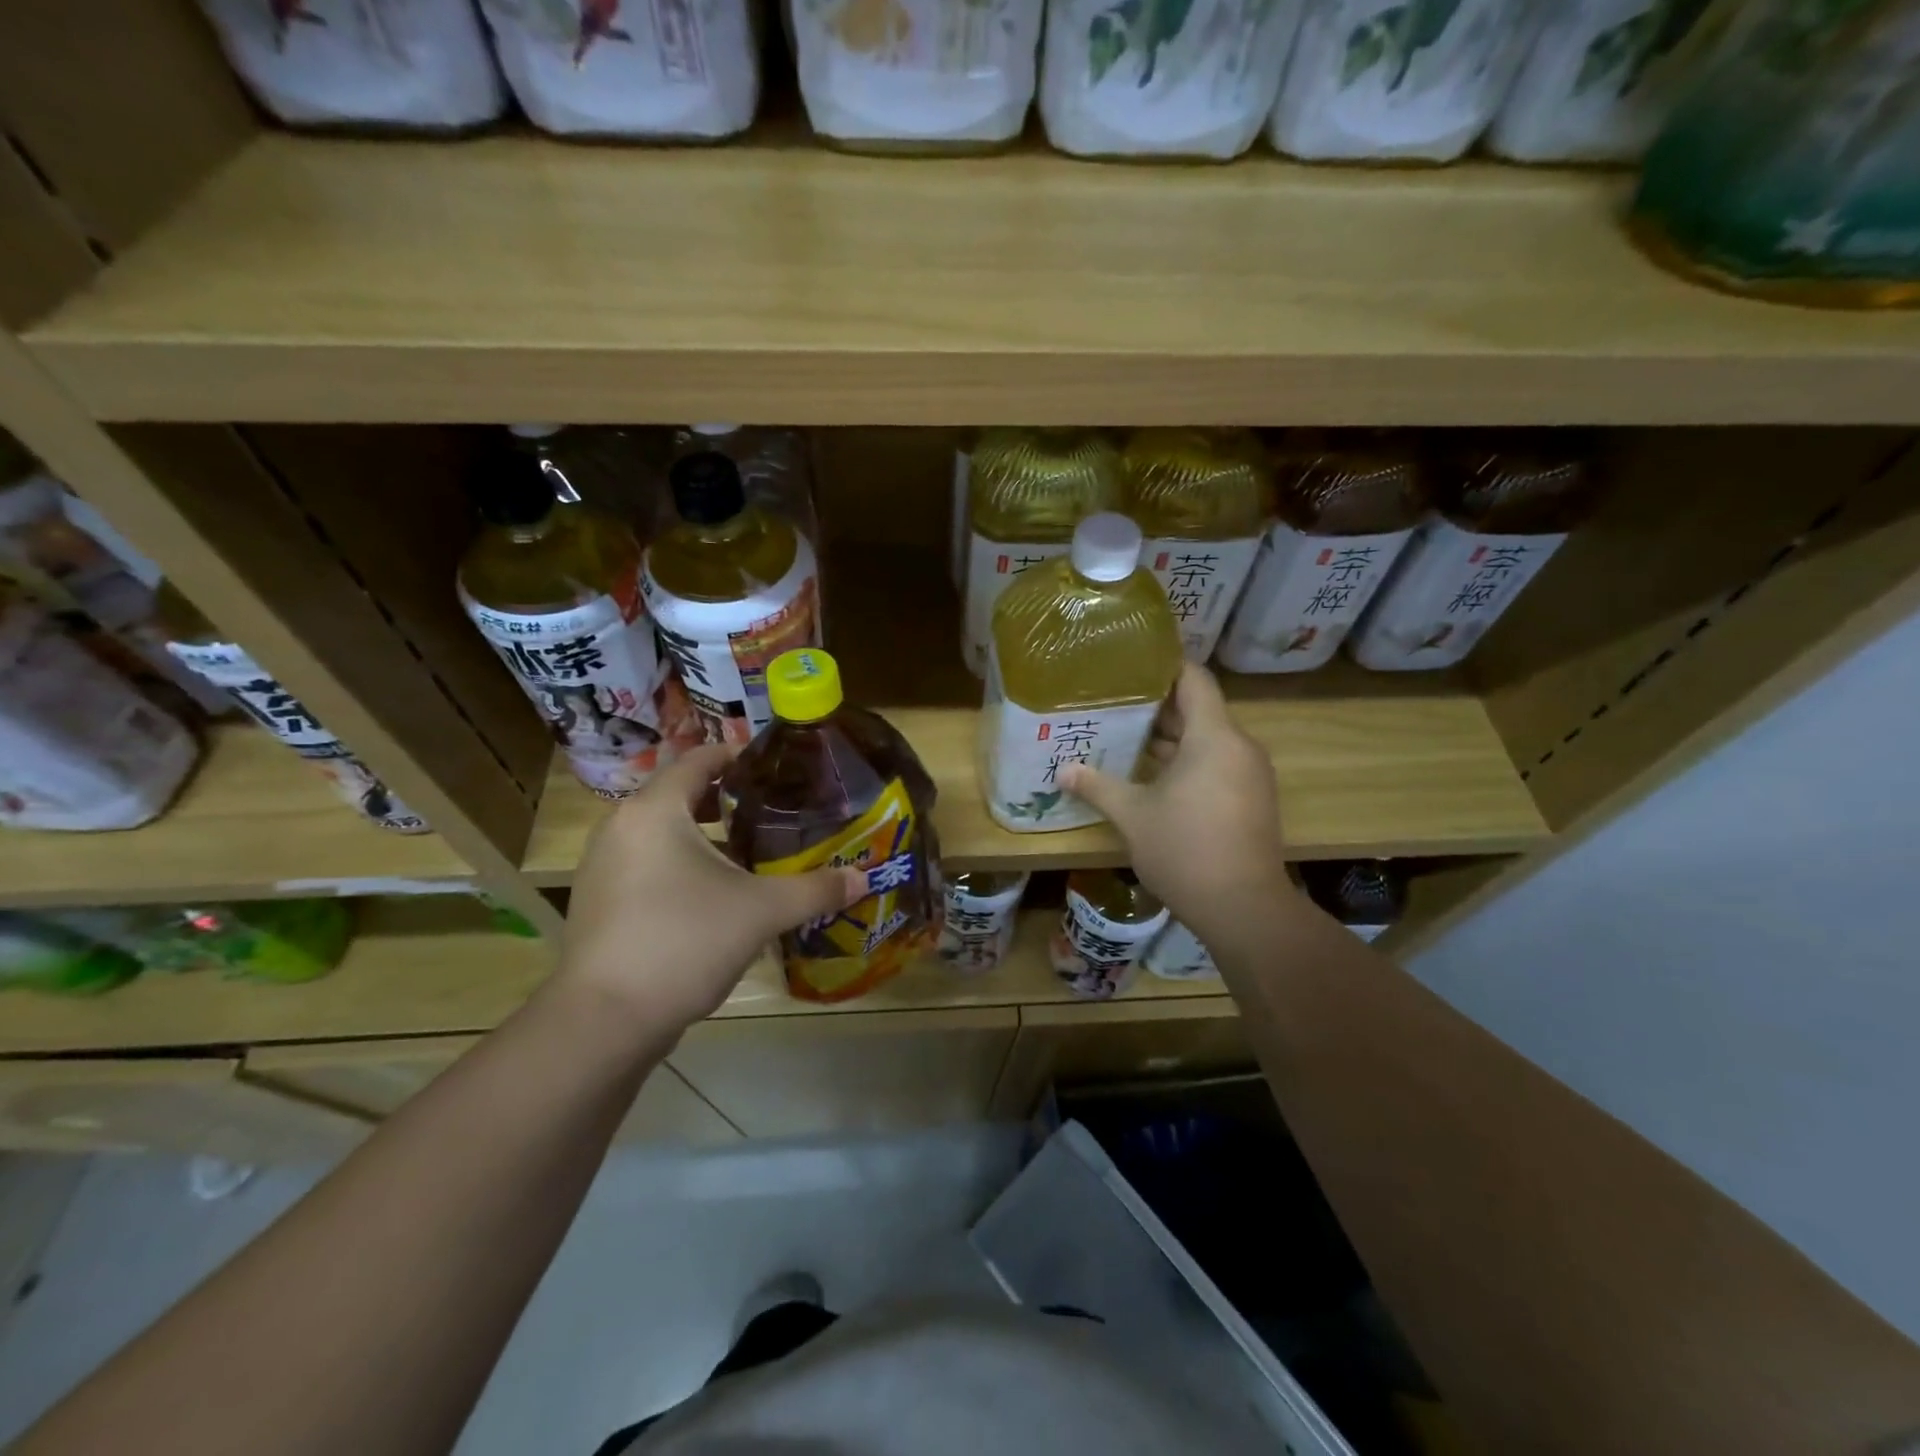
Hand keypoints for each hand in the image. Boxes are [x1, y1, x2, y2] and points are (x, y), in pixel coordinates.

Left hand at [561, 744, 866, 1037]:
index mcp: (655, 810)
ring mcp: (602, 866)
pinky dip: (679, 864)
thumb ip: (815, 889)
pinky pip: (646, 863)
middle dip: (727, 799)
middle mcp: (621, 826)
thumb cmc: (684, 942)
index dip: (738, 756)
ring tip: (749, 852)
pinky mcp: (598, 901)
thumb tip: (863, 878)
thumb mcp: (761, 911)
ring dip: (703, 835)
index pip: (698, 758)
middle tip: (772, 810)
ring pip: (661, 832)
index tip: (776, 767)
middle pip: (679, 794)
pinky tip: (713, 895)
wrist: (604, 1022)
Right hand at [1061, 664, 1289, 930]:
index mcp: (1213, 737)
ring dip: (1171, 739)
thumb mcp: (1133, 816)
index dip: (1165, 665)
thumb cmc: (1185, 849)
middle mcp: (1238, 747)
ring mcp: (1250, 775)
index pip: (1194, 679)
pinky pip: (1217, 764)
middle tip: (1114, 703)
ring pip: (1207, 740)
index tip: (1131, 662)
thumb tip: (1064, 771)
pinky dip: (1188, 762)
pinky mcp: (1252, 799)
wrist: (1244, 907)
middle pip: (1199, 710)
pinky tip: (1152, 776)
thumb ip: (1098, 787)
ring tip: (1125, 736)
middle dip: (1157, 707)